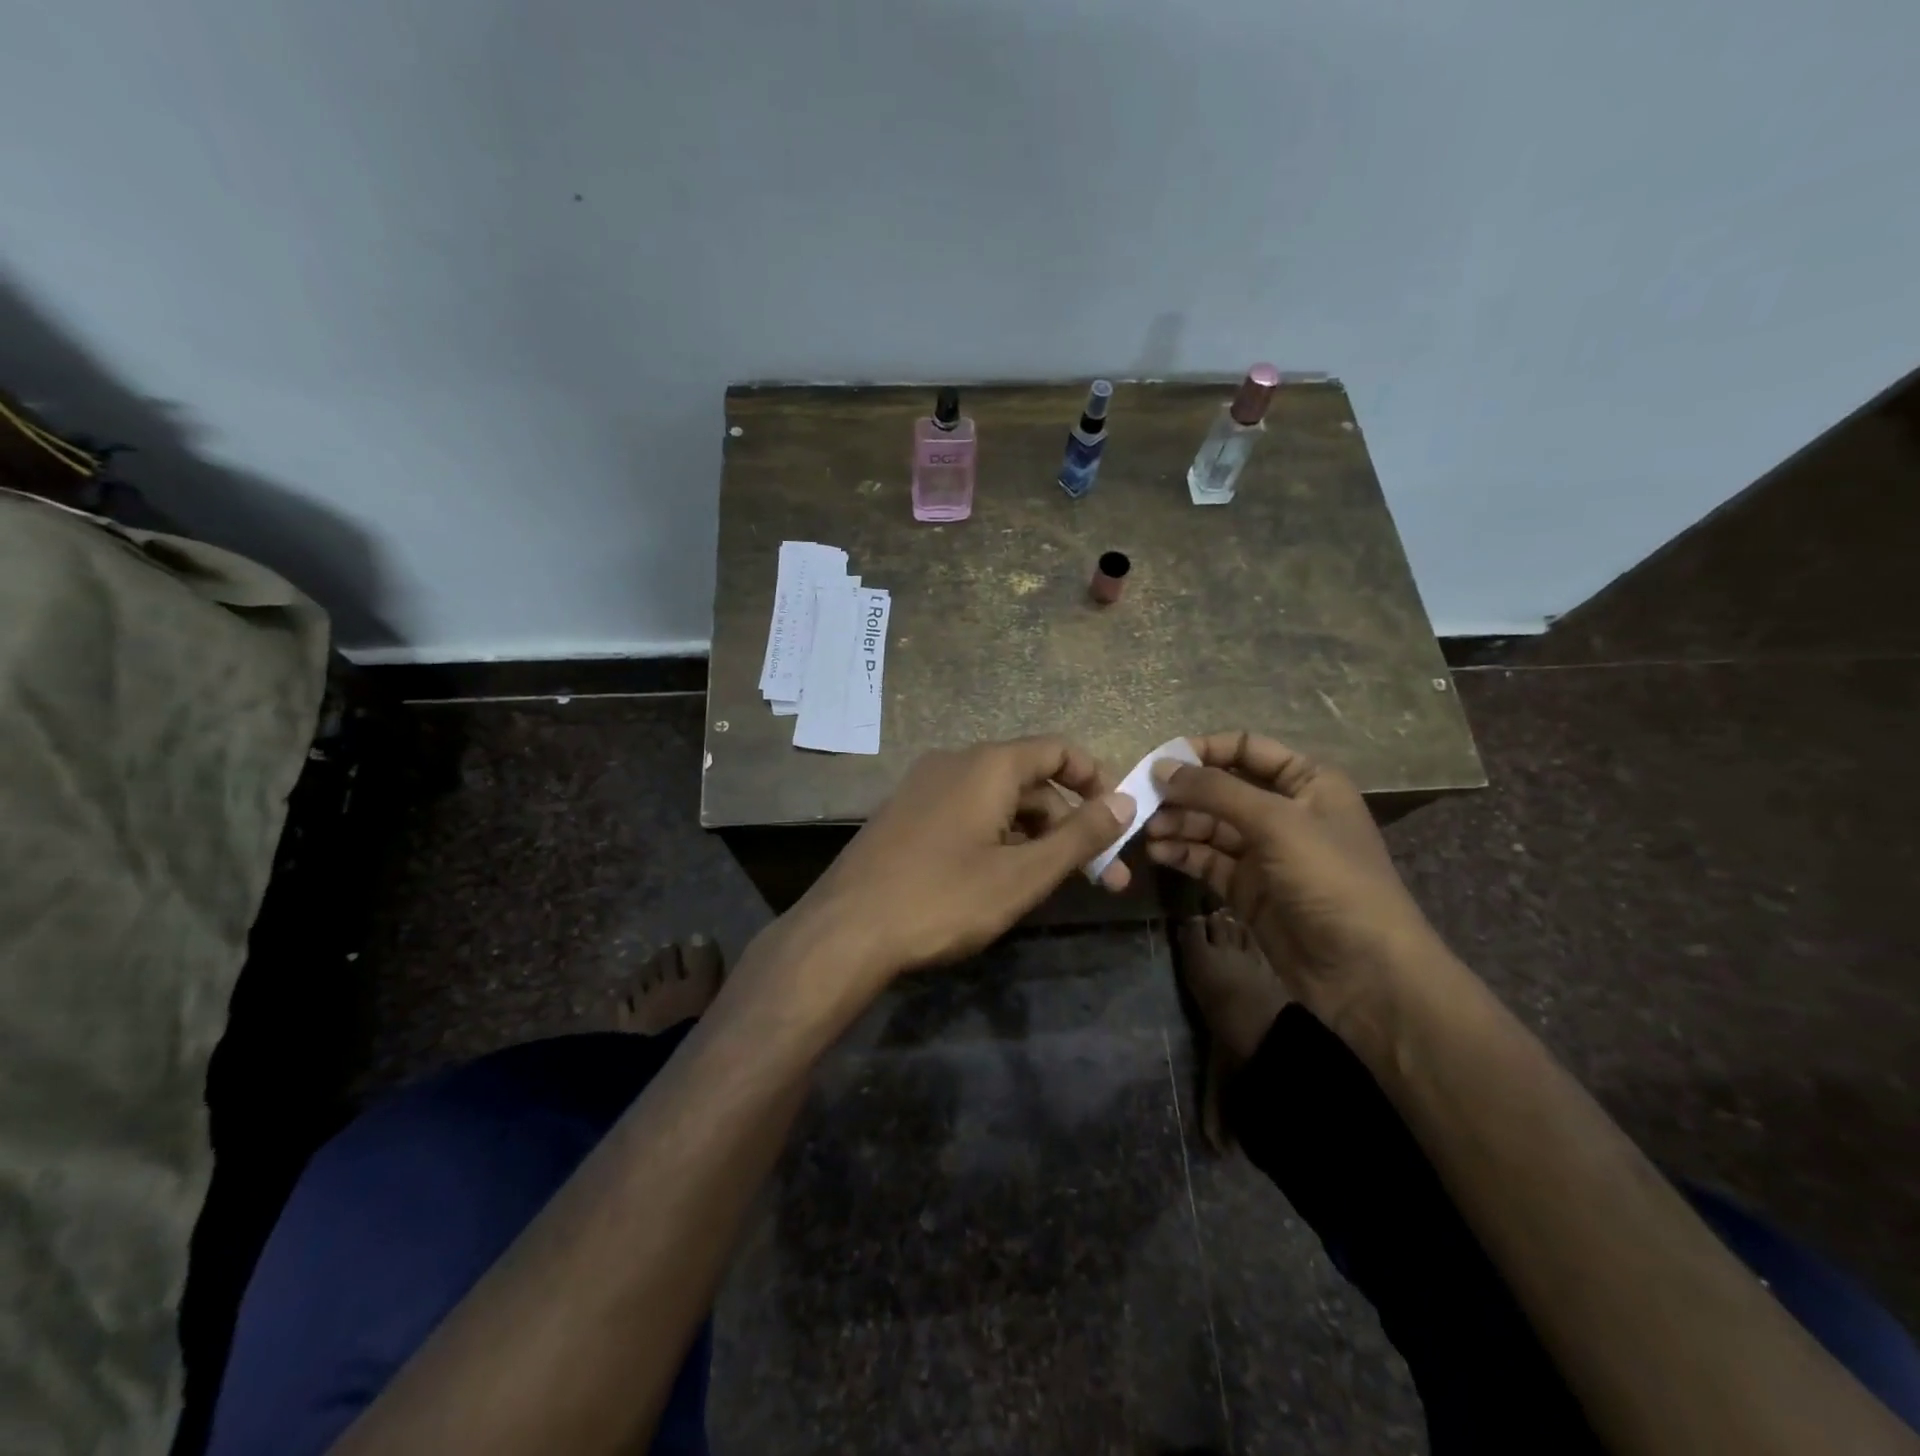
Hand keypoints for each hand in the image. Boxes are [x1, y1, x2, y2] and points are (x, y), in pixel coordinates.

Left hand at [794, 736, 1135, 980]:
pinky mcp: (906, 814)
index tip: (1118, 821)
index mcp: (988, 765)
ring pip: (998, 801)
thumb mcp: (1023, 874)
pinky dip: (997, 838)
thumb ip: (1079, 836)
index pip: (1058, 750)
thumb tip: (1126, 802)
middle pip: (1030, 781)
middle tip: (1102, 878)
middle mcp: (955, 762)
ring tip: (1053, 886)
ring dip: (1035, 837)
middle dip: (1069, 825)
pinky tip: (1002, 880)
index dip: (1096, 780)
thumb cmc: (944, 898)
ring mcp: (924, 787)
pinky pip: (967, 814)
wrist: (846, 929)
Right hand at [1144, 731, 1439, 1021]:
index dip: (1204, 751)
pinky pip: (1208, 860)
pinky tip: (1159, 853)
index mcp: (1306, 782)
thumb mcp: (1276, 823)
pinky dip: (1183, 854)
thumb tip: (1161, 767)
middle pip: (1222, 789)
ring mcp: (1264, 853)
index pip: (1246, 749)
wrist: (1366, 971)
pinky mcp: (1248, 889)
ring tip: (1147, 831)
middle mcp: (1284, 811)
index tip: (1160, 760)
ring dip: (1178, 824)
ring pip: (1210, 826)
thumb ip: (1216, 791)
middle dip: (1183, 793)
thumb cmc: (1331, 879)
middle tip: (1142, 802)